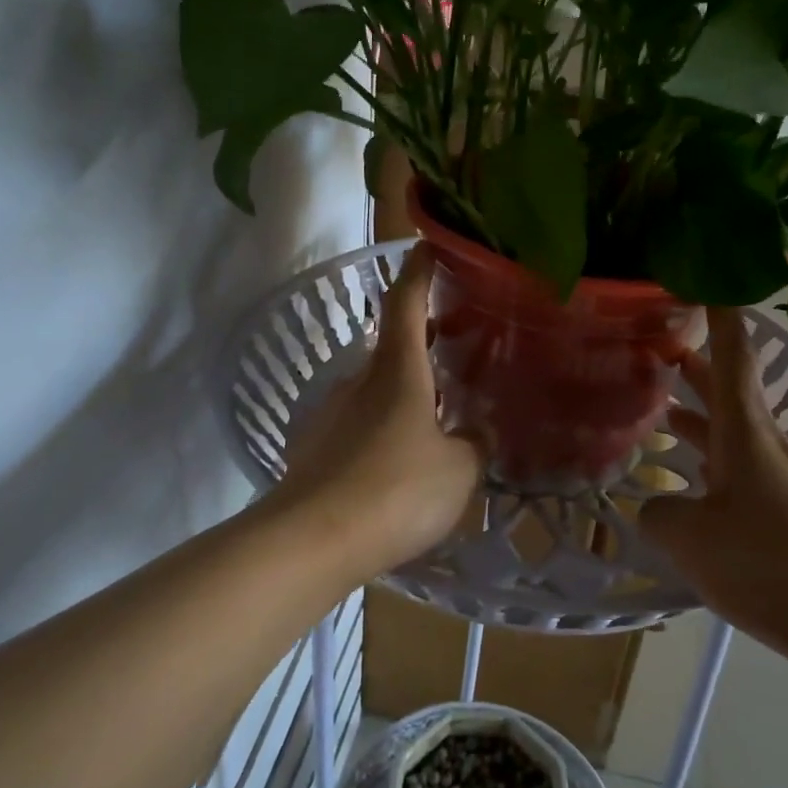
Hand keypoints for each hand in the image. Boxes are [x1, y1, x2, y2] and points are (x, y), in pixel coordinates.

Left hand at [274, 245, 483, 577]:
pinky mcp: (315, 448)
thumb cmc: (395, 490)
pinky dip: (383, 424)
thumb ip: (474, 445)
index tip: (429, 246)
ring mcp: (331, 414)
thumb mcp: (458, 470)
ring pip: (374, 387)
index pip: (405, 302)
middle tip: (457, 342)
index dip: (419, 271)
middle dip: (422, 338)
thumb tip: (477, 432)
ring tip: (435, 410)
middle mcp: (358, 381)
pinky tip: (400, 456)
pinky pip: (358, 423)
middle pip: (391, 344)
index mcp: (397, 371)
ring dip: (403, 388)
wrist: (311, 542)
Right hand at [642, 307, 787, 661]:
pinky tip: (695, 485)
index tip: (706, 283)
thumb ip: (660, 516)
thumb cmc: (771, 565)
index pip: (733, 358)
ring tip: (663, 413)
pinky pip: (745, 471)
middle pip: (732, 393)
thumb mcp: (693, 541)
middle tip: (661, 349)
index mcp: (746, 434)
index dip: (719, 318)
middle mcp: (770, 446)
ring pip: (736, 434)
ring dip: (701, 420)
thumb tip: (655, 509)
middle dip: (698, 369)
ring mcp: (787, 481)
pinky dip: (715, 462)